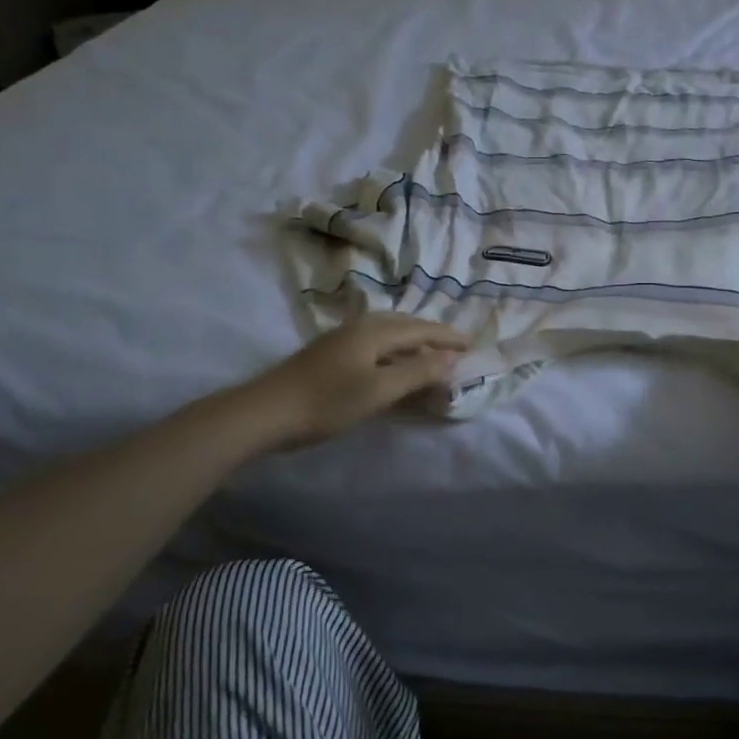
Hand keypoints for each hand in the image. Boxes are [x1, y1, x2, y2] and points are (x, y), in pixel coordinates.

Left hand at [245, 315, 468, 448]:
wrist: (265, 413)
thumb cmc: (326, 402)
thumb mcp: (379, 390)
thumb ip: (417, 373)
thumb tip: (450, 358)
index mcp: (374, 332)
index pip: (421, 329)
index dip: (448, 337)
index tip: (473, 344)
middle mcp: (359, 328)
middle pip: (404, 325)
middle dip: (431, 335)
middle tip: (455, 347)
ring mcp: (341, 340)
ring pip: (387, 334)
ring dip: (412, 343)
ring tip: (429, 356)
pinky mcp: (329, 356)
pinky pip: (374, 345)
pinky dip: (394, 352)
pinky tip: (392, 366)